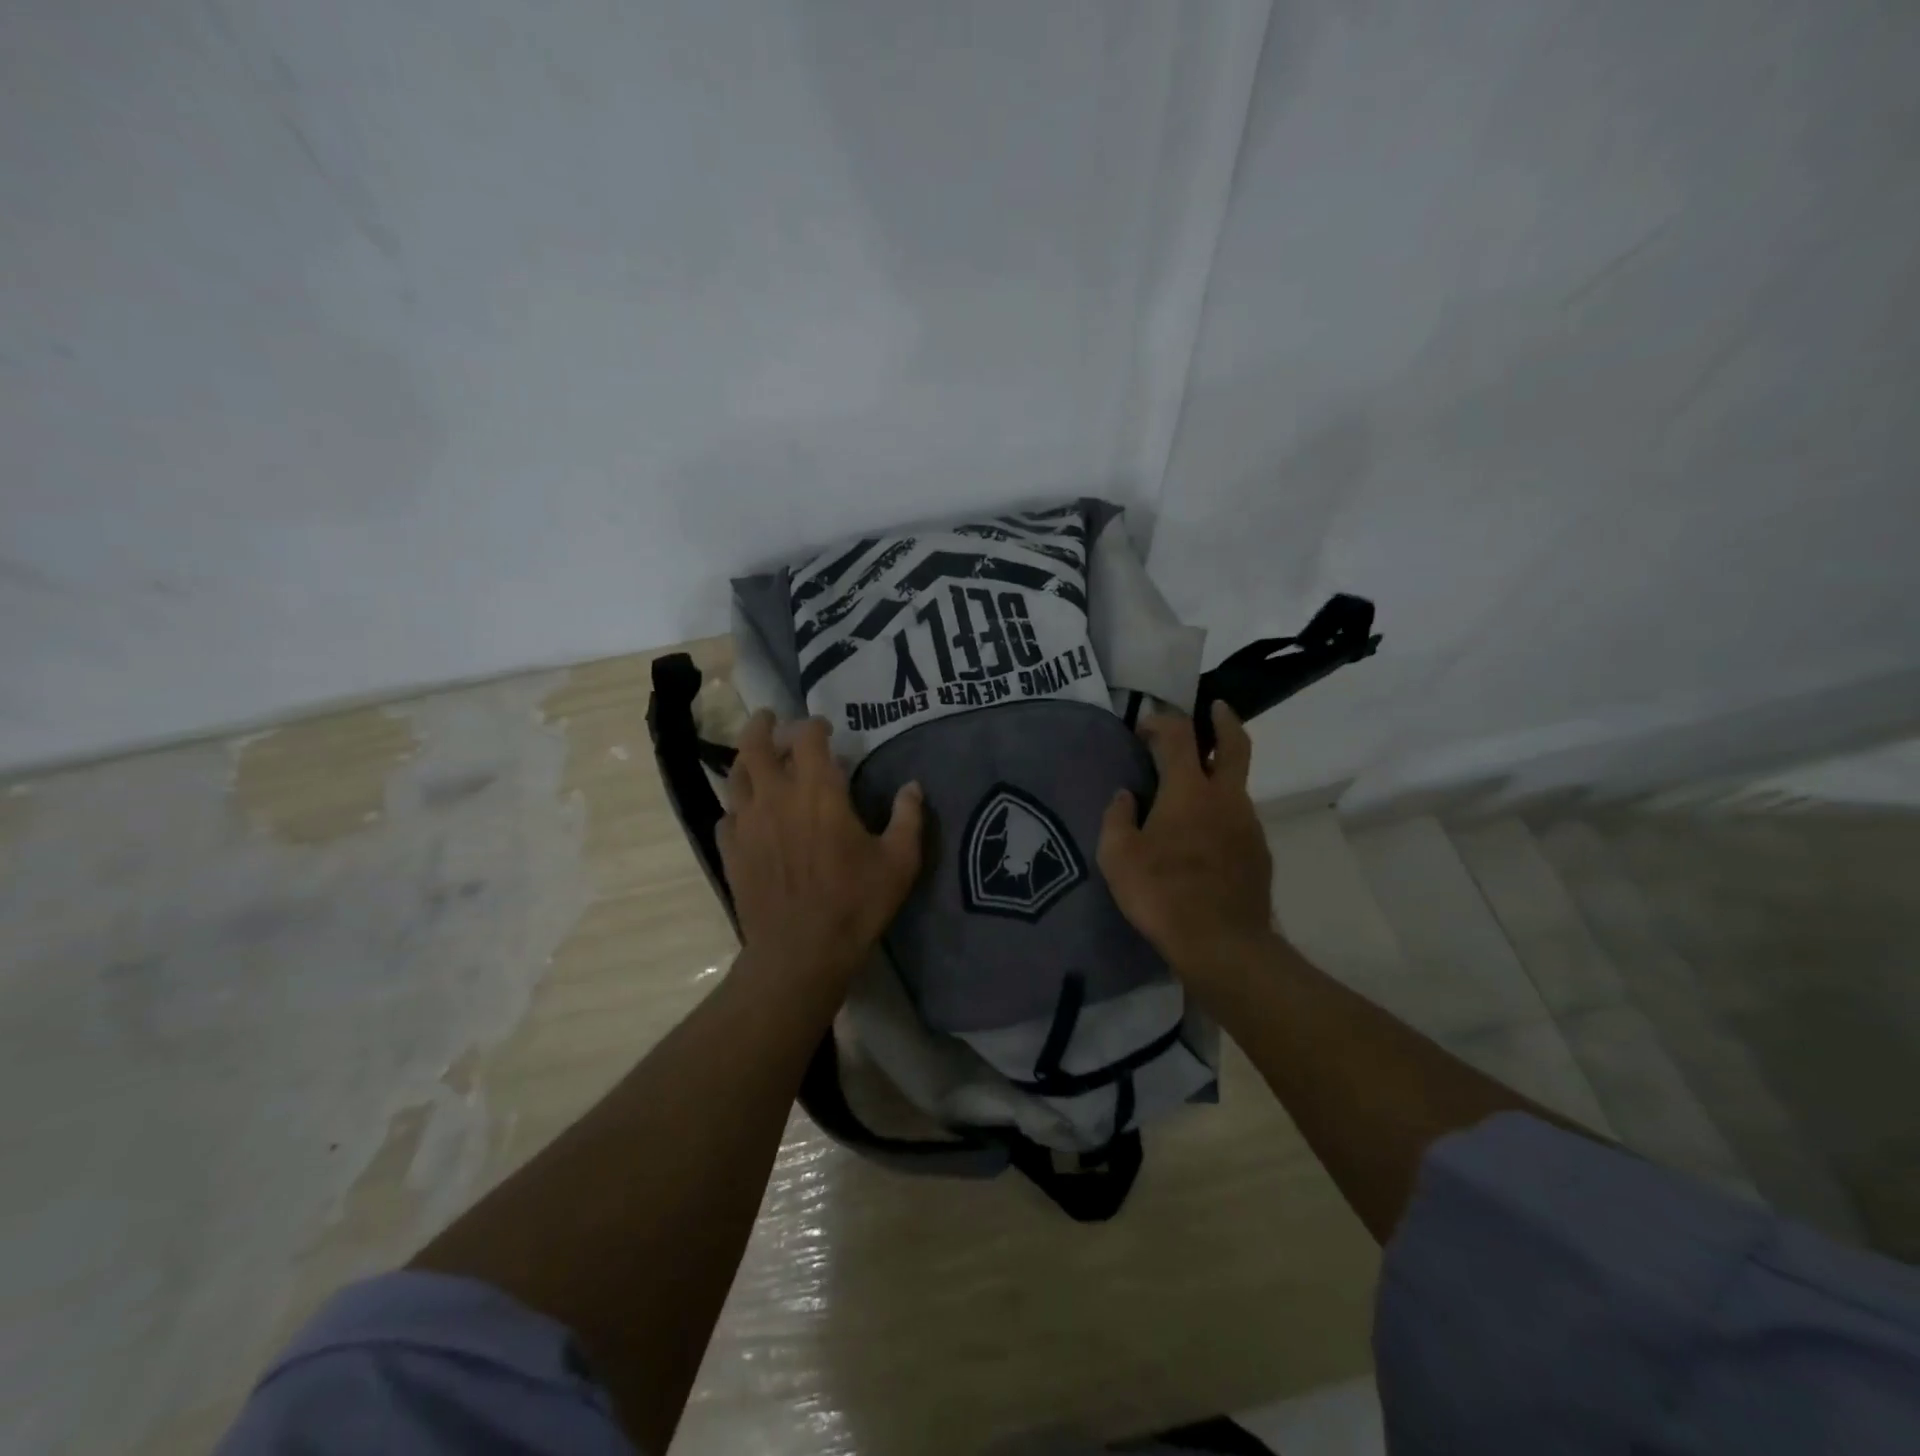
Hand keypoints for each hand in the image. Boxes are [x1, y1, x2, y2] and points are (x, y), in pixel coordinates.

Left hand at [719, 711, 924, 989]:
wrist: (800, 952)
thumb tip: (913, 787)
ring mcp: (747, 823)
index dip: (815, 726)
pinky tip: (746, 815)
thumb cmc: (855, 903)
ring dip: (746, 760)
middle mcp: (776, 796)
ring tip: (756, 758)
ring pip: (736, 776)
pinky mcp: (731, 851)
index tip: (824, 728)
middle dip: (763, 726)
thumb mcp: (898, 861)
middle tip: (771, 719)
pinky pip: (727, 816)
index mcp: (818, 791)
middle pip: (757, 745)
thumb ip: (908, 818)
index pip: (808, 738)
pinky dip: (737, 807)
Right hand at [1098, 703, 1276, 976]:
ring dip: (1218, 774)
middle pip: (1234, 744)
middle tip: (1214, 708)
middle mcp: (1225, 798)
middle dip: (1223, 720)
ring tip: (1192, 790)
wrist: (1222, 944)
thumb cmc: (1162, 894)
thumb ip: (1118, 818)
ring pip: (1236, 785)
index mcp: (1188, 791)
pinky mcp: (1259, 853)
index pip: (1179, 736)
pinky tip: (1203, 837)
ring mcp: (1248, 825)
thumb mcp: (1117, 856)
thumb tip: (1125, 796)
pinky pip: (1239, 819)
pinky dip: (1222, 812)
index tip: (1143, 726)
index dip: (1160, 722)